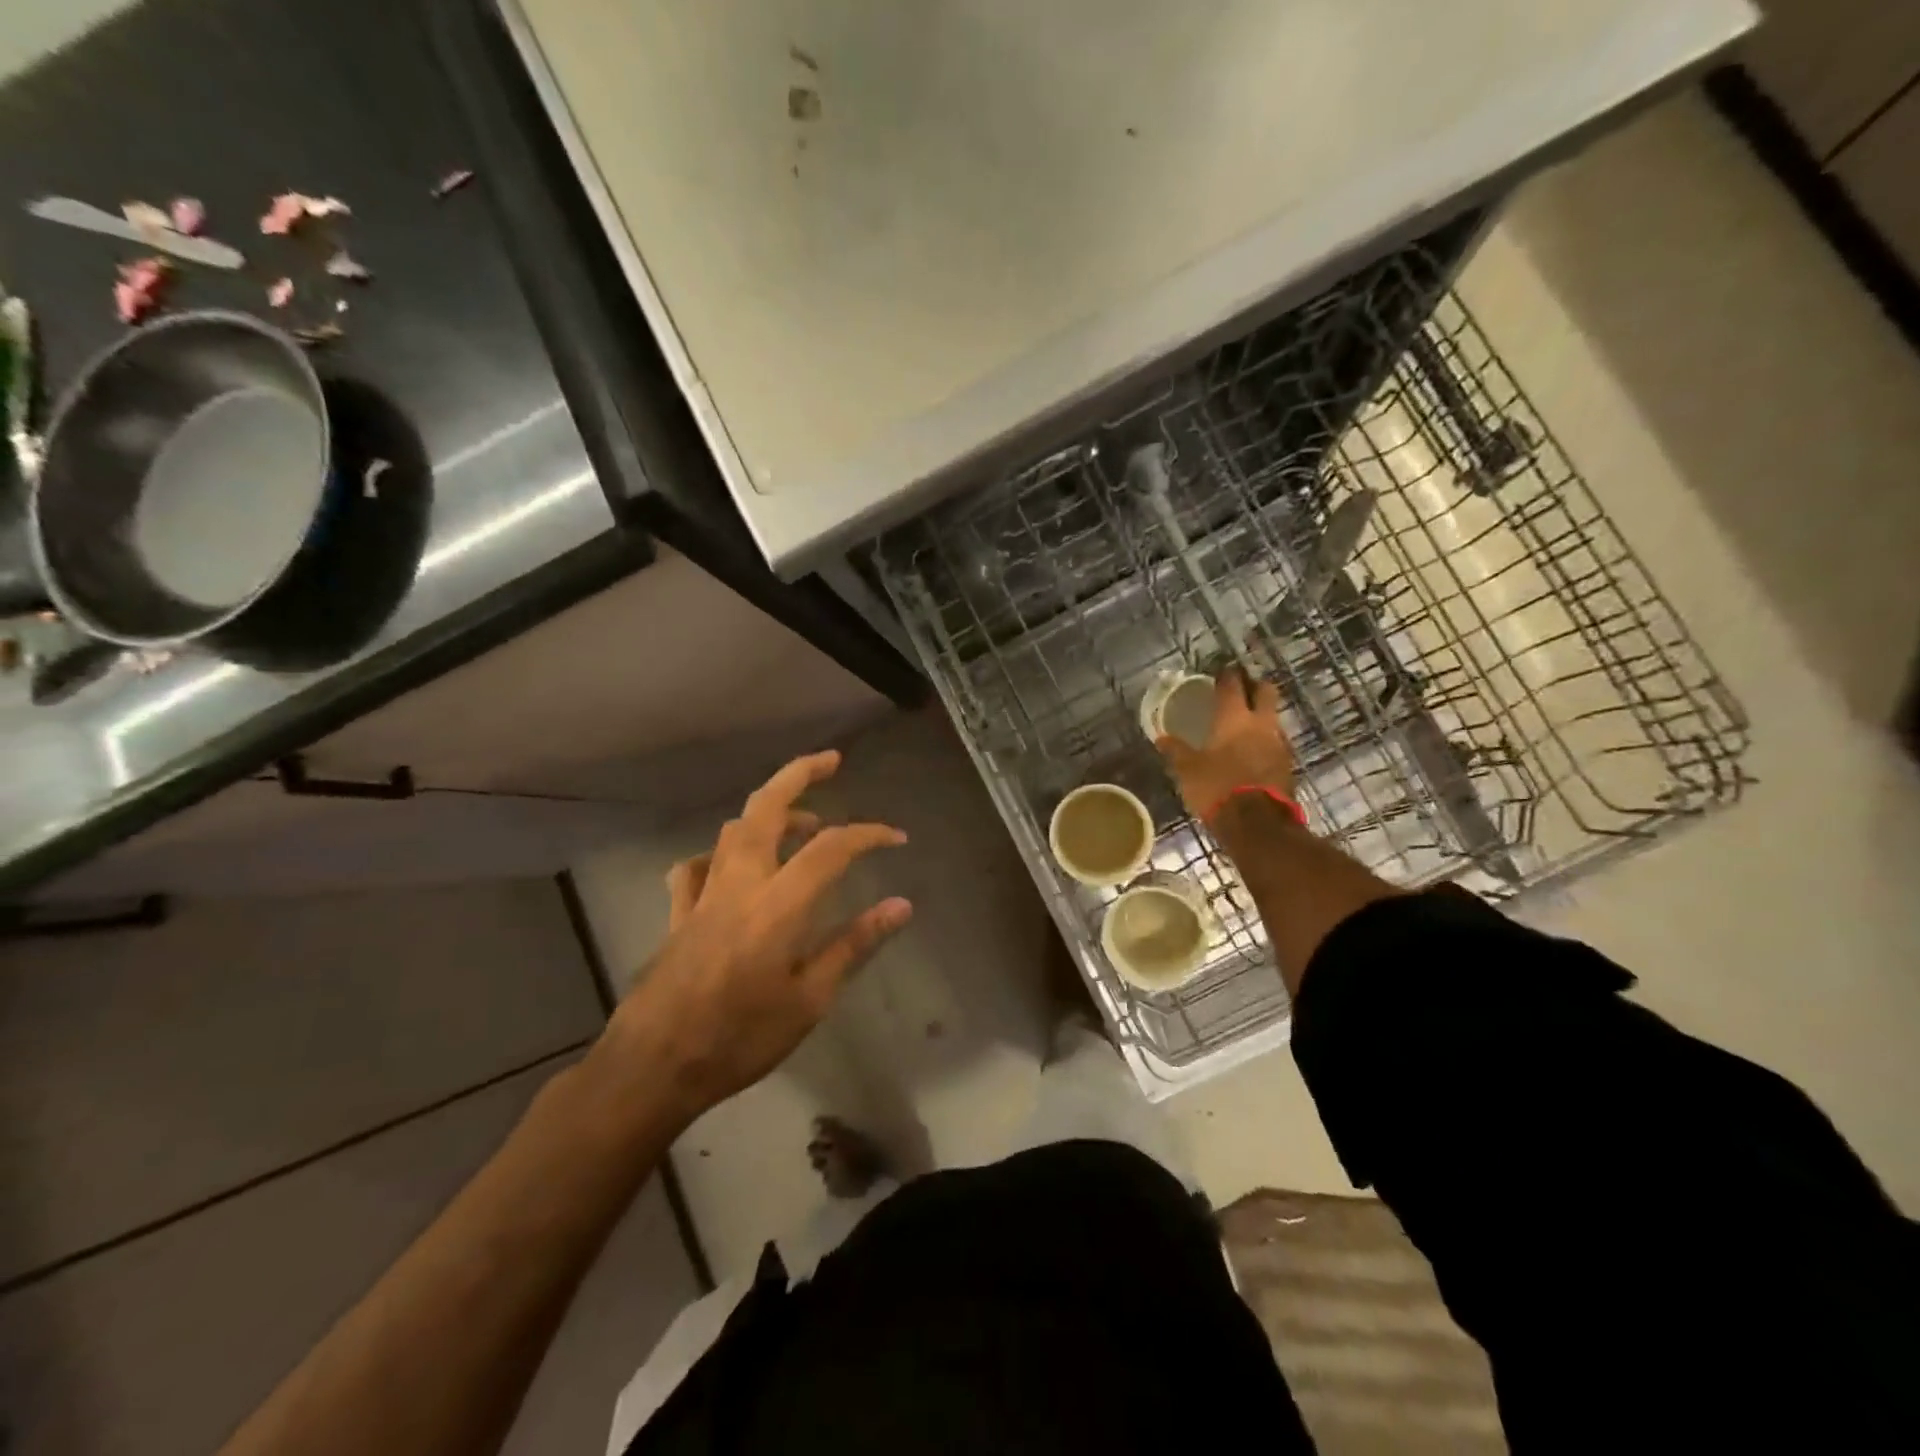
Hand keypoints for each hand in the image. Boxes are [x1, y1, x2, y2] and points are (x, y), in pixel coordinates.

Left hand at [609, 751, 912, 1116]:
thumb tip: (901, 906)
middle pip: (766, 807)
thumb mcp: (811, 999)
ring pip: (733, 830)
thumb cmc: (740, 1037)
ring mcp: (703, 894)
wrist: (654, 1067)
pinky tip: (733, 867)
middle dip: (799, 774)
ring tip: (803, 823)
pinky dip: (720, 854)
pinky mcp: (679, 913)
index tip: (896, 837)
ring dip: (770, 814)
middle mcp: (740, 883)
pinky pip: (696, 867)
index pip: (832, 848)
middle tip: (831, 760)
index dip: (869, 834)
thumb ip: (855, 944)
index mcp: (778, 903)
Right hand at [1156, 668, 1296, 820]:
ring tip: (1244, 723)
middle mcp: (1261, 723)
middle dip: (1254, 686)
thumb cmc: (1217, 787)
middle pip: (1266, 691)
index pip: (1232, 684)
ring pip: (1273, 718)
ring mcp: (1279, 744)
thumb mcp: (1188, 770)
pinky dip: (1265, 741)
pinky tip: (1253, 750)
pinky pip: (1276, 743)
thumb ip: (1176, 751)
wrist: (1258, 824)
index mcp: (1234, 718)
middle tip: (1241, 689)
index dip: (1226, 675)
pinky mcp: (1287, 765)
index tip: (1220, 671)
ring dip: (1262, 715)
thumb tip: (1161, 738)